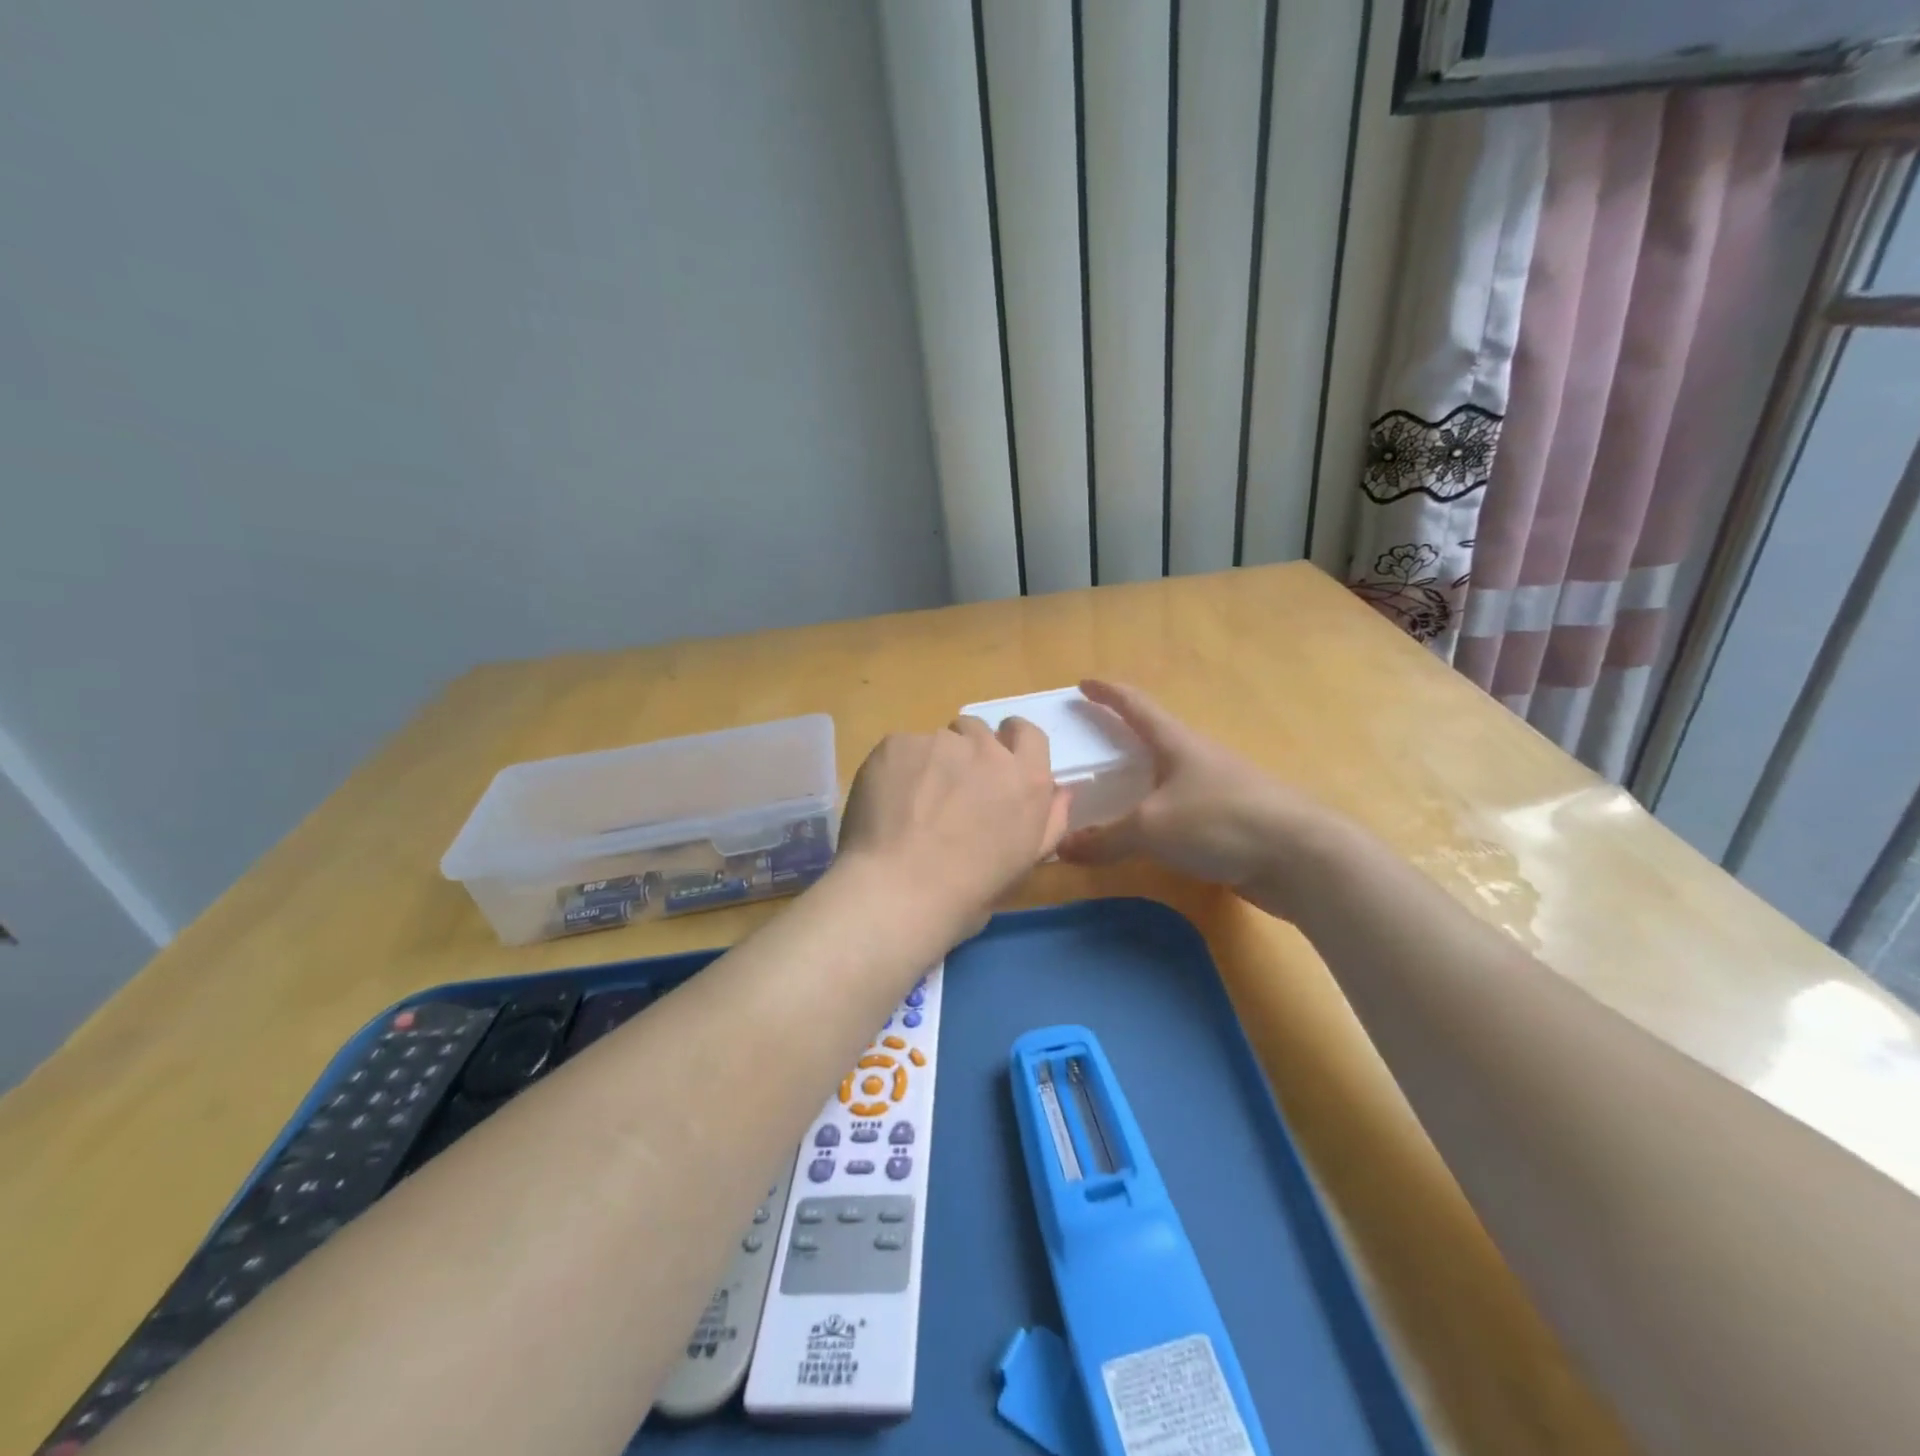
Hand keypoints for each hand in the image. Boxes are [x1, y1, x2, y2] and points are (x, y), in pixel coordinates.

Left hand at [835, 716, 1070, 939]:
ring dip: (930, 761)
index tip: (995, 762)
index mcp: (1026, 778)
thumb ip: (1050, 820)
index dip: (1011, 742)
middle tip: (950, 789)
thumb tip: (1062, 790)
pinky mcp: (898, 743)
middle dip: (966, 752)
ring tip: (913, 801)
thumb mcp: (1026, 863)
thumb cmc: (971, 890)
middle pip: (977, 731)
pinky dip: (896, 768)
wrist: (902, 890)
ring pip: (936, 740)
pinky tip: (888, 802)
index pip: (1027, 733)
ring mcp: (939, 743)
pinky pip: (900, 748)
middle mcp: (986, 750)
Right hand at [1056, 680, 1323, 889]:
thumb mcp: (1151, 828)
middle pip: (1154, 738)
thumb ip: (1105, 838)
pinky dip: (1159, 814)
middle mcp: (1198, 758)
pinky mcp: (1232, 822)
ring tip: (1112, 793)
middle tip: (1090, 744)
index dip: (1108, 693)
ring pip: (1169, 777)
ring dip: (1142, 779)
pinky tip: (1148, 835)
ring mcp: (1220, 789)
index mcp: (1177, 743)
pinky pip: (1182, 810)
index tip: (1084, 683)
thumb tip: (1060, 848)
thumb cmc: (1220, 821)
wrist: (1301, 857)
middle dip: (1122, 737)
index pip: (1136, 706)